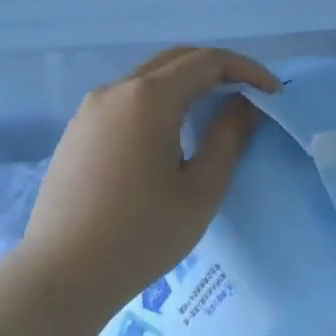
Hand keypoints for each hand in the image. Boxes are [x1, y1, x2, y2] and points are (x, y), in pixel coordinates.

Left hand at [11, 46, 279, 331]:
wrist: (61, 275)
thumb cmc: (142, 234)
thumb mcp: (202, 189)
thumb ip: (228, 136)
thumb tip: (243, 104)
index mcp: (149, 98)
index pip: (208, 61)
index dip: (247, 70)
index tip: (273, 94)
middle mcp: (115, 90)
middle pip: (176, 60)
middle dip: (218, 70)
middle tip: (249, 97)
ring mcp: (90, 109)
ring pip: (149, 79)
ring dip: (187, 85)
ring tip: (214, 114)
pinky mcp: (77, 131)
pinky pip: (127, 100)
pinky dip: (159, 102)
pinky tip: (171, 135)